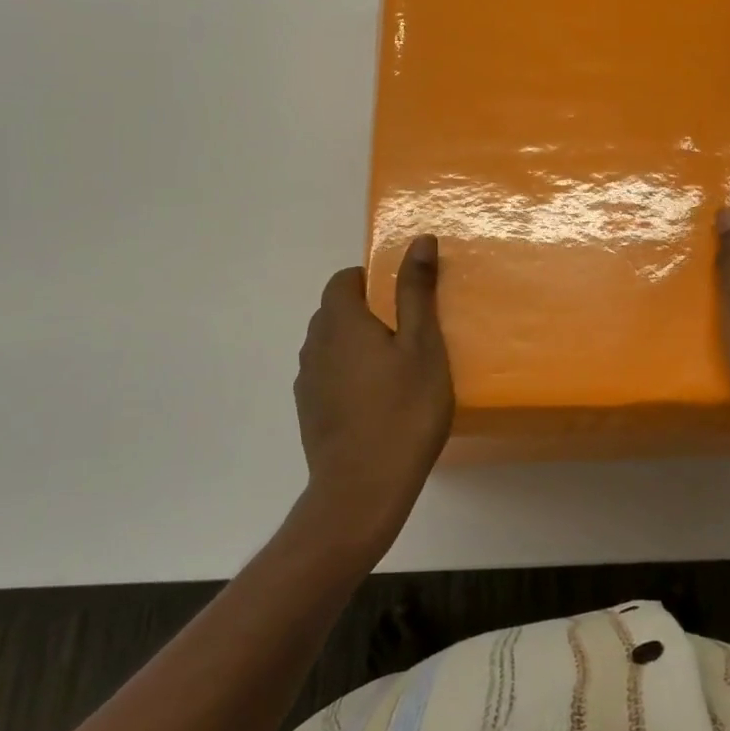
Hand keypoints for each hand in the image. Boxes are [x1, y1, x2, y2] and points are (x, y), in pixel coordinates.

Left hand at [292, 236, 453, 560]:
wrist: (361, 491)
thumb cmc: (402, 410)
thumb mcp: (422, 346)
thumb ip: (417, 291)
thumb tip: (419, 240)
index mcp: (340, 321)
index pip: (344, 279)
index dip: (372, 280)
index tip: (403, 302)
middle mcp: (314, 344)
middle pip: (335, 311)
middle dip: (368, 312)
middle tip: (408, 335)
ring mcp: (307, 381)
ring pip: (331, 345)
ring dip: (357, 345)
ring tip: (396, 370)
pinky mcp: (309, 411)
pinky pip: (328, 375)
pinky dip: (349, 376)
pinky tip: (377, 403)